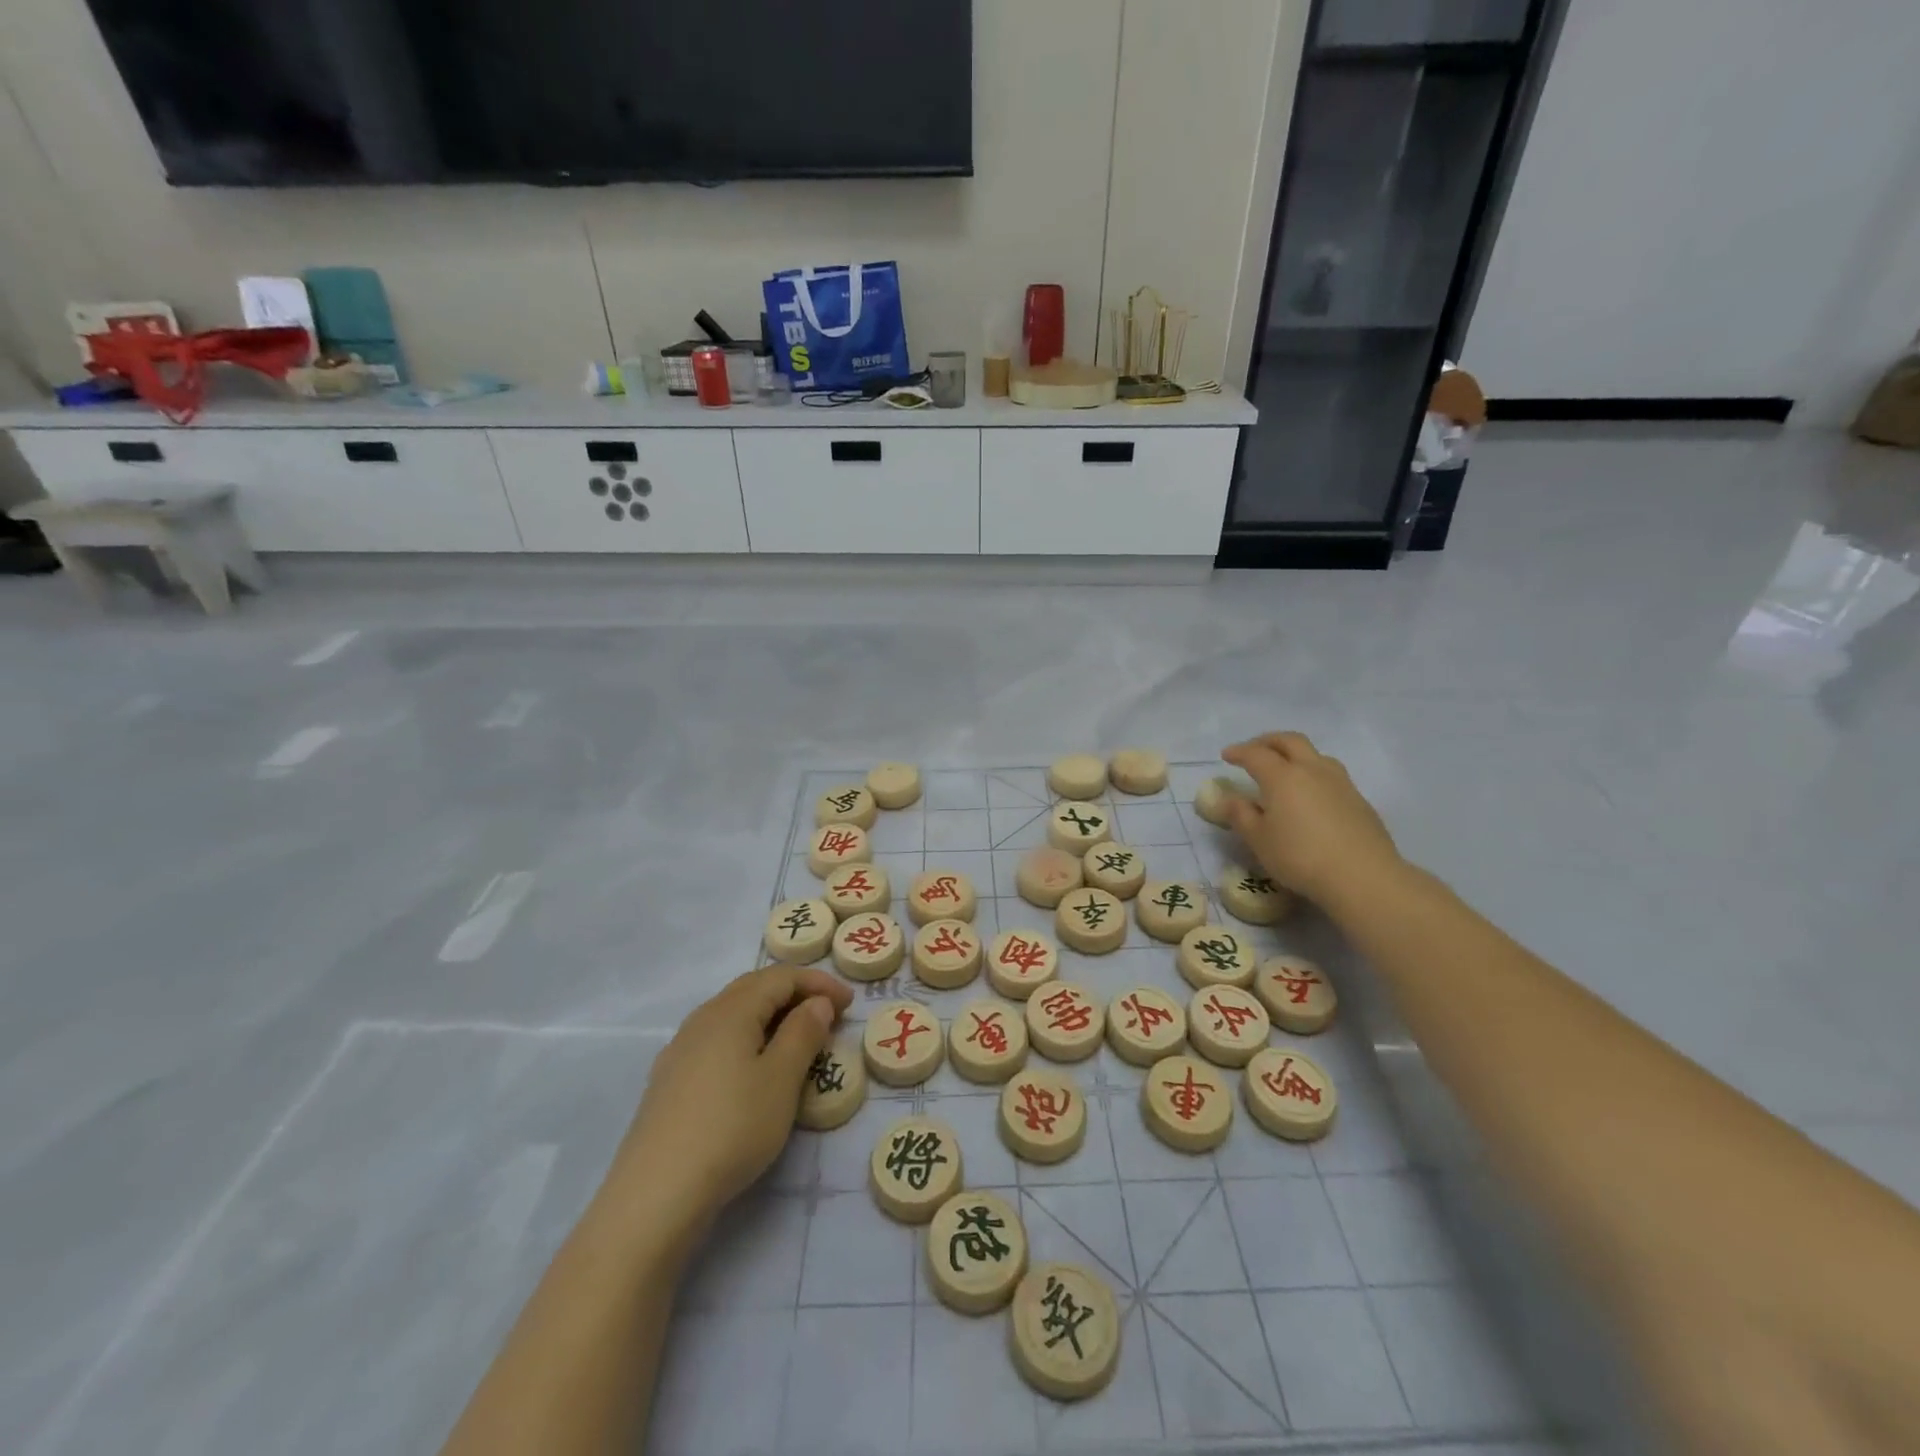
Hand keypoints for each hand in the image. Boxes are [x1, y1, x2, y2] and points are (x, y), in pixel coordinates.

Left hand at [607, 965, 852, 1239]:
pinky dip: (747, 1039)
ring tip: (798, 1040)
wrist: (655, 1196)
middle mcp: (702, 1020)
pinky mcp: (669, 1082)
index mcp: (731, 1011)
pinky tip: (754, 1068)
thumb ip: (803, 1033)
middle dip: (794, 994)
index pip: (780, 977)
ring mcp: (680, 1051)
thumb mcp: (781, 1079)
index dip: (818, 983)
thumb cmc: (731, 1128)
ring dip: (770, 1016)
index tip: (850, 1002)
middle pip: (753, 989)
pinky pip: (717, 1041)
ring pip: (733, 1015)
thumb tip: (817, 1003)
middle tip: (829, 1014)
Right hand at [1221, 732, 1403, 906]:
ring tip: (1286, 769)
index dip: (1239, 752)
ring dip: (1295, 754)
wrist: (1362, 876)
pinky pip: (1331, 774)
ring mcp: (1340, 782)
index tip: (1226, 755)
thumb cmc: (1300, 857)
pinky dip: (1313, 774)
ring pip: (1315, 754)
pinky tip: (1311, 795)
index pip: (1256, 754)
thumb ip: (1241, 815)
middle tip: (1254, 750)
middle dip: (1268, 741)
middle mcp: (1312, 770)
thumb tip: (1229, 799)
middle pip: (1290, 741)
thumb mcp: (1259, 840)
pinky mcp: (1359, 799)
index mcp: (1282, 777)